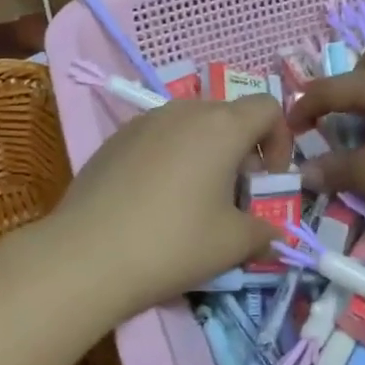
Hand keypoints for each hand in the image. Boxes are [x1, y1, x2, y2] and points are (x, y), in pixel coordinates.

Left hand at [45, 95, 292, 318]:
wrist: (85, 256)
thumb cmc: (173, 243)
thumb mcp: (233, 244)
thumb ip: (264, 231)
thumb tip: (271, 232)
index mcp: (222, 126)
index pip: (267, 108)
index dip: (279, 141)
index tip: (268, 181)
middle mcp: (184, 111)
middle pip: (229, 116)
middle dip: (242, 152)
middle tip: (234, 197)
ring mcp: (144, 121)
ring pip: (191, 126)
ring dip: (206, 153)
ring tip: (193, 200)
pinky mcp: (115, 139)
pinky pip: (158, 138)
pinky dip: (171, 158)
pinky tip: (154, 201)